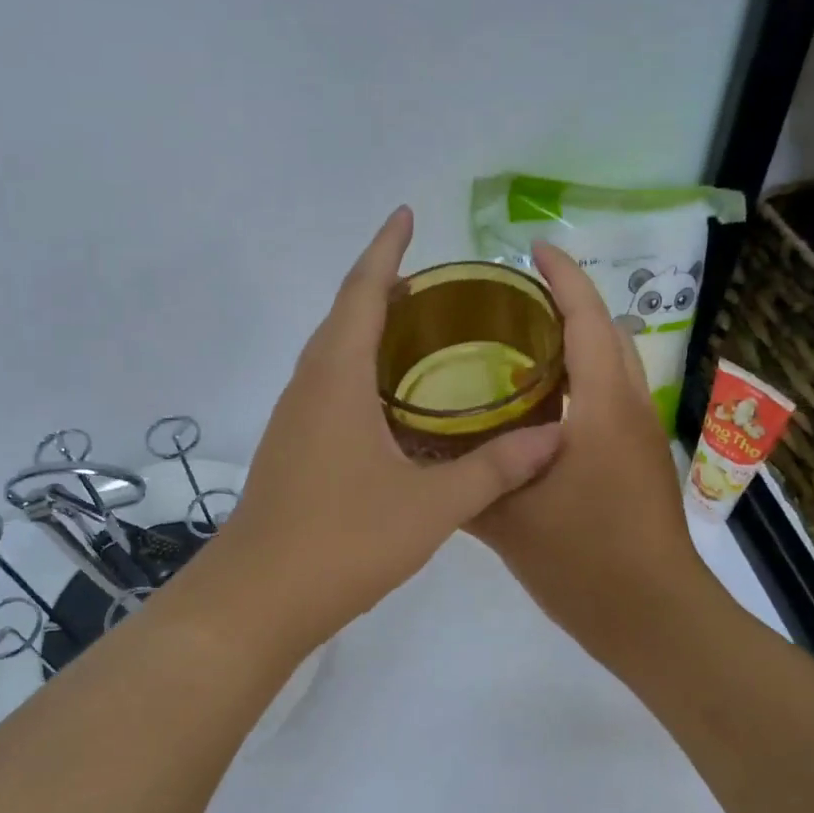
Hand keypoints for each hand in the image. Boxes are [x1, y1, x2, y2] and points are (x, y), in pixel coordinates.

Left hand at [170, 208, 563, 656]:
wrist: (257, 598)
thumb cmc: (343, 540)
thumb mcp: (431, 505)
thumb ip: (495, 468)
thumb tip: (556, 436)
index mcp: (336, 377)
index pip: (363, 291)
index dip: (385, 249)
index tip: (406, 214)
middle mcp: (308, 385)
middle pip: (344, 314)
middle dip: (382, 284)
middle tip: (432, 278)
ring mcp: (293, 418)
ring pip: (331, 352)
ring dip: (367, 326)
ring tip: (416, 327)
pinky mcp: (291, 447)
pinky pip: (327, 385)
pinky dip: (358, 368)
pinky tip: (389, 399)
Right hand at [470, 242, 706, 658]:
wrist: (654, 617)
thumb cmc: (585, 561)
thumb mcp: (510, 520)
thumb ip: (465, 481)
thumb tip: (419, 453)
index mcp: (601, 407)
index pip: (587, 318)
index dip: (563, 276)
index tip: (531, 249)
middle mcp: (629, 408)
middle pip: (606, 332)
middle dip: (568, 302)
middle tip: (509, 302)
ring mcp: (640, 435)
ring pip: (612, 365)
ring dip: (577, 341)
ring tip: (517, 344)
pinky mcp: (640, 460)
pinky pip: (610, 397)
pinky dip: (579, 380)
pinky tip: (536, 407)